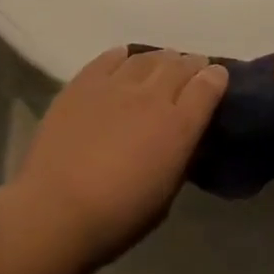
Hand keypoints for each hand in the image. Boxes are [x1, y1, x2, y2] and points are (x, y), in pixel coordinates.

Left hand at [10, 47, 227, 269]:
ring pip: (147, 57)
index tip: (218, 76)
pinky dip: (124, 56)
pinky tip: (125, 59)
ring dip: (161, 59)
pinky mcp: (85, 81)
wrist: (55, 210)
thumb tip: (183, 136)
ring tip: (163, 62)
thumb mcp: (165, 195)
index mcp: (178, 127)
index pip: (207, 86)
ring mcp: (116, 84)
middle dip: (191, 64)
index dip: (216, 77)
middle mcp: (152, 96)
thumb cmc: (117, 217)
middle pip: (179, 65)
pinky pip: (111, 57)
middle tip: (193, 68)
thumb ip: (179, 156)